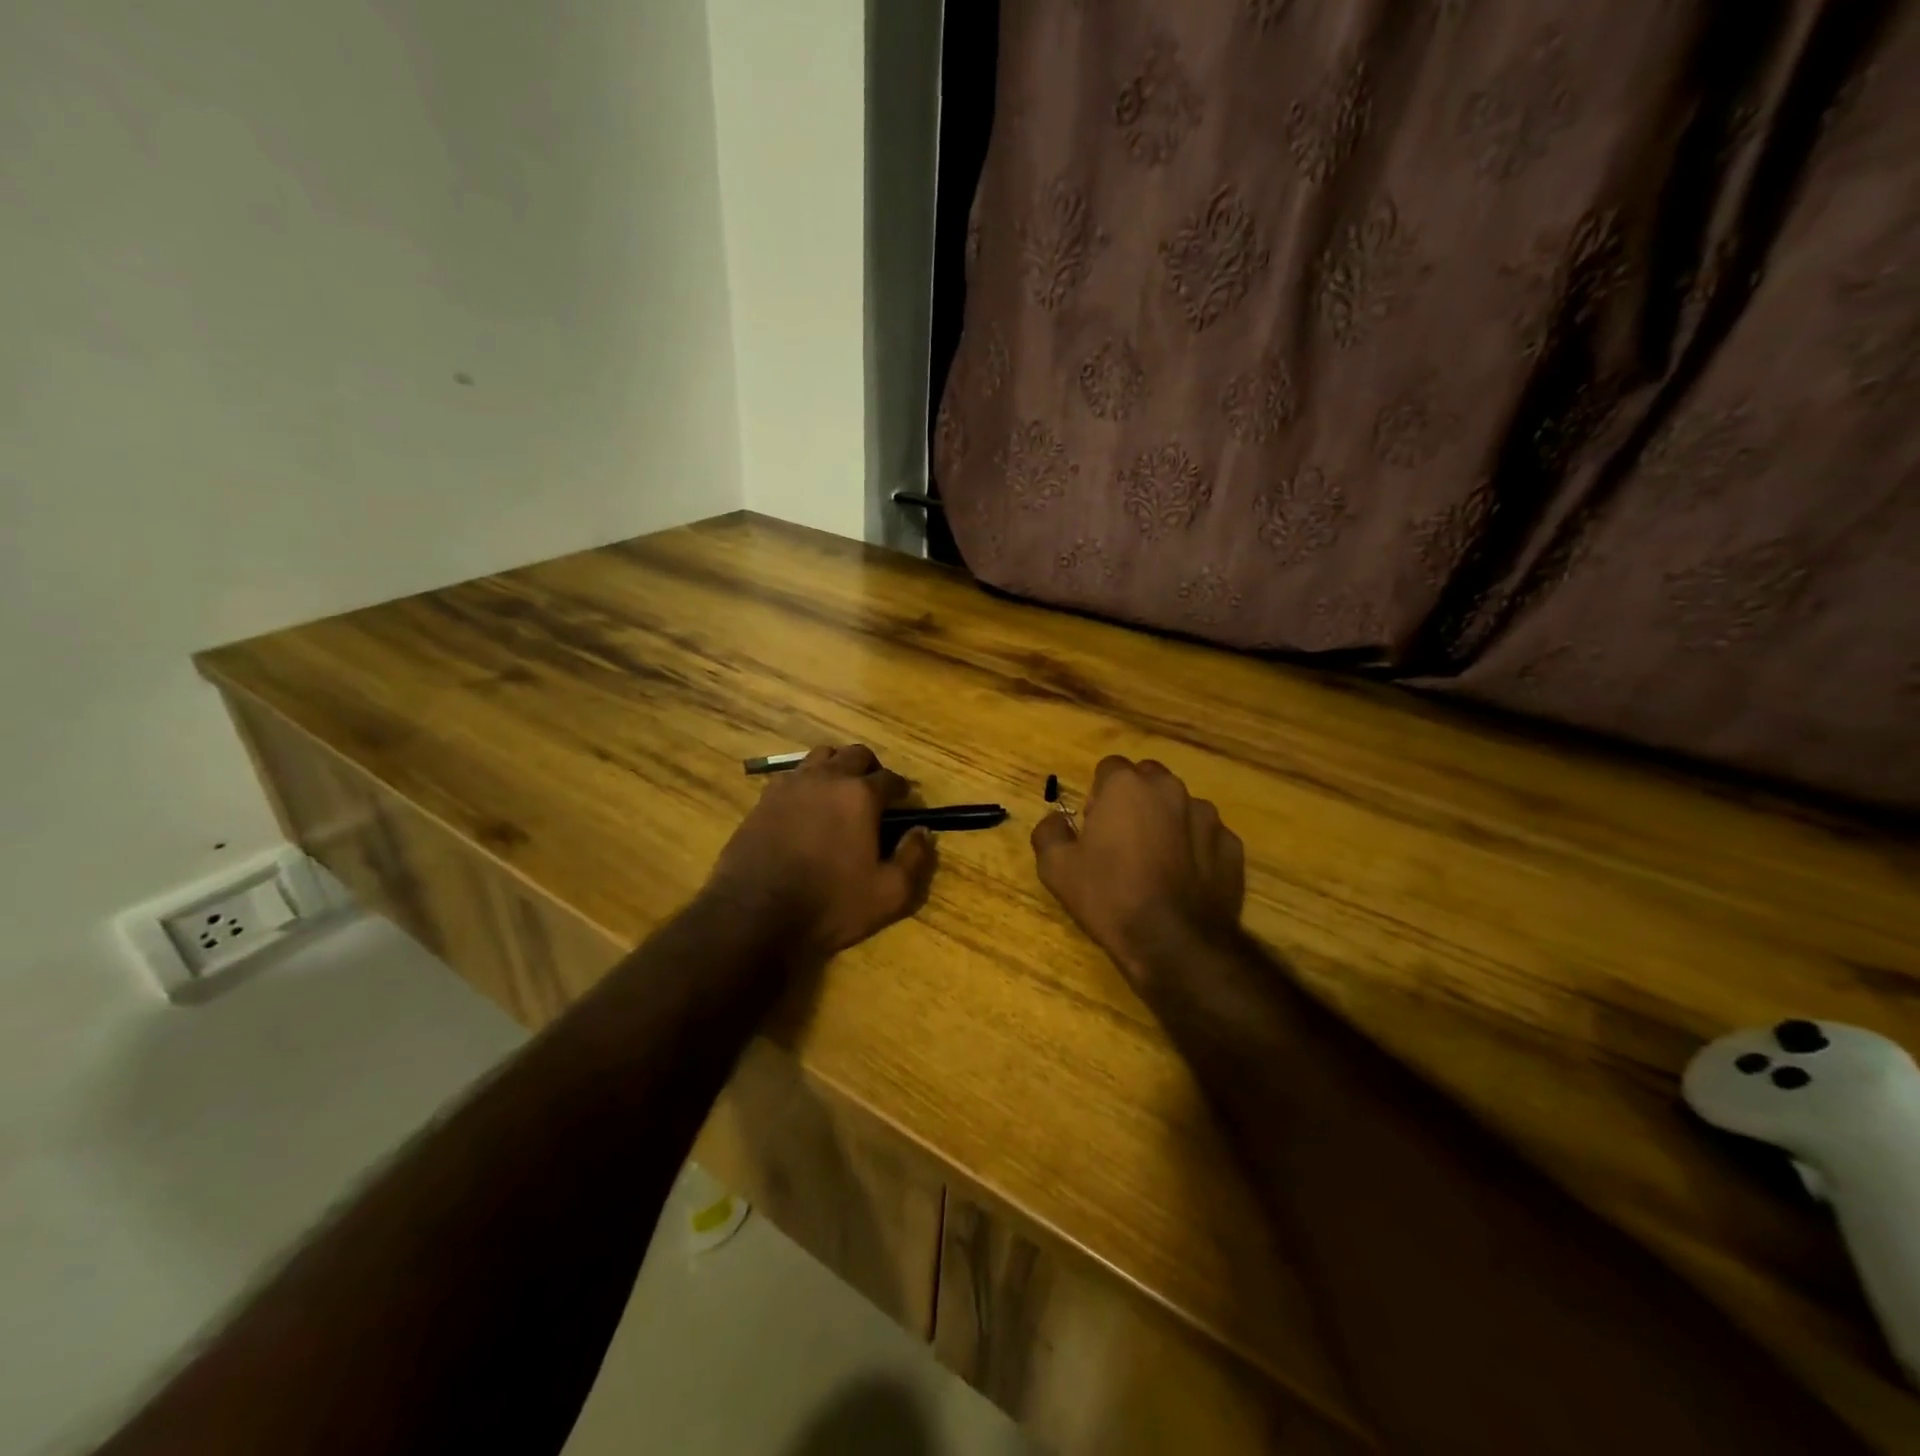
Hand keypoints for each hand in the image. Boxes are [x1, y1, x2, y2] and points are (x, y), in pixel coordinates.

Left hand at [707, 744, 936, 960]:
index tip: (904, 805)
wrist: (754, 915)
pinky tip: (807, 807)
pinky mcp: (764, 799)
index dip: (901, 791)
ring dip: (837, 768)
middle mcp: (827, 778)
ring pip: (821, 757)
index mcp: (860, 795)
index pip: (890, 778)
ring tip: (839, 795)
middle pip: (856, 754)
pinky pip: (792, 775)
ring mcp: (791, 785)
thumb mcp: (888, 894)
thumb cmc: (829, 905)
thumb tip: (922, 831)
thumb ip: (914, 858)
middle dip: (871, 770)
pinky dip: (807, 782)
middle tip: (874, 795)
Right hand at [1031, 756, 1244, 995]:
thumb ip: (1049, 832)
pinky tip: (1182, 881)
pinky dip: (1194, 849)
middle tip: (1122, 840)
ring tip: (1155, 864)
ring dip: (1166, 822)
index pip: (1109, 768)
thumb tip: (1056, 820)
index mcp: (1127, 786)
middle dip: (1135, 800)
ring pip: (1180, 806)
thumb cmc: (1110, 897)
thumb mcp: (1056, 869)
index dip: (1098, 794)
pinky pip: (1206, 836)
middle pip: (1148, 780)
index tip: (1094, 826)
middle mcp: (1170, 789)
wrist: (1174, 943)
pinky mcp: (1231, 846)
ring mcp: (1207, 816)